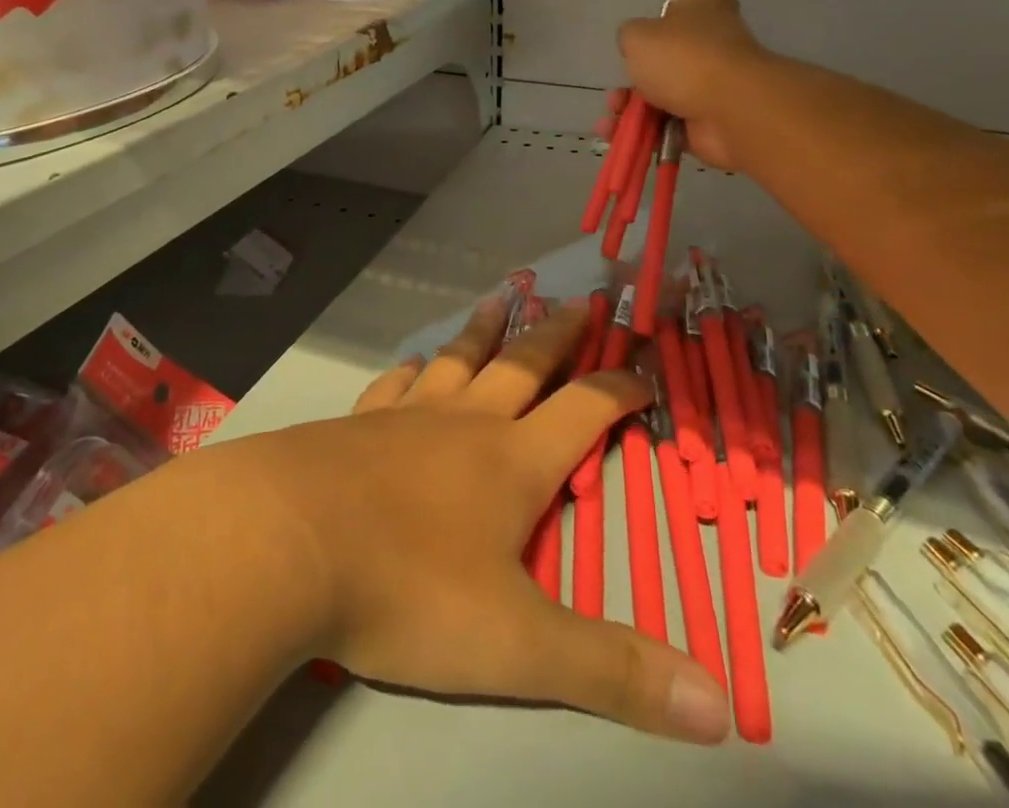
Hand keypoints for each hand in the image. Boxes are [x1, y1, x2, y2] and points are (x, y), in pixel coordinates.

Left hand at [236, 293, 731, 743]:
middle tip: (580, 299)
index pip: (583, 411)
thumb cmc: (408, 588)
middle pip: (523, 364)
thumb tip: (720, 708)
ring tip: (500, 299)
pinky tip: (415, 363)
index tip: (646, 370)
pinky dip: (414, 368)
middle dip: (558, 334)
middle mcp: (464, 423)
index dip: (619, 388)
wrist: (288, 541)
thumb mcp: (518, 645)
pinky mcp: (356, 423)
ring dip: (484, 331)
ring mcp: (406, 416)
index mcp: (512, 461)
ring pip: (458, 360)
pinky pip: (396, 383)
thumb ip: (612, 672)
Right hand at [618, 0, 763, 172]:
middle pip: (665, 60)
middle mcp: (713, 44)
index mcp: (705, 9)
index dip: (658, 22)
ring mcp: (713, 85)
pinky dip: (644, 131)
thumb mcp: (637, 35)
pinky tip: (619, 134)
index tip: (639, 40)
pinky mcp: (709, 121)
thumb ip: (629, 37)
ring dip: (632, 108)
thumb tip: (635, 49)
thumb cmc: (683, 58)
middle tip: (616, 93)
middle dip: (634, 79)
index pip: (682, 7)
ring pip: (662, 96)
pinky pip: (668, 125)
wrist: (729, 110)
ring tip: (612, 119)